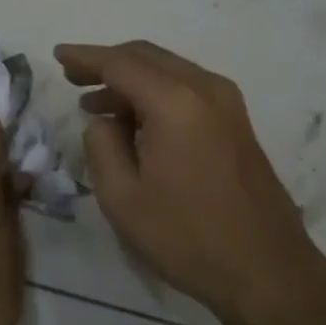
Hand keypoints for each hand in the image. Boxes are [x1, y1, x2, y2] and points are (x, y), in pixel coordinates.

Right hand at [55, 40, 323, 324]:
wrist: (267, 269)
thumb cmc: (188, 237)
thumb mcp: (123, 198)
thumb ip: (101, 146)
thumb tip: (104, 121)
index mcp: (175, 101)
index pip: (120, 63)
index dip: (85, 57)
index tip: (57, 55)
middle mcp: (205, 88)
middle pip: (147, 57)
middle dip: (107, 62)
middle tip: (72, 76)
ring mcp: (227, 103)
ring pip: (169, 71)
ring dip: (131, 80)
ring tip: (95, 104)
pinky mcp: (237, 122)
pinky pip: (187, 89)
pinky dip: (155, 93)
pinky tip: (135, 120)